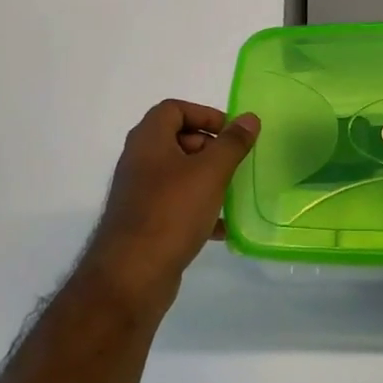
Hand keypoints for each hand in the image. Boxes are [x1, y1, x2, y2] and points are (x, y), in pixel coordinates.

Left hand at [77, 101, 259, 306]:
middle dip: (210, 149)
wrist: (133, 273)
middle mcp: (140, 161)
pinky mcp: (146, 222)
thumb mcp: (210, 172)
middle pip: (177, 140)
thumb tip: (249, 118)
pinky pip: (177, 205)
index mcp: (148, 140)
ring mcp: (141, 193)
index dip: (205, 114)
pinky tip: (222, 228)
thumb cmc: (172, 212)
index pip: (174, 109)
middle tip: (236, 164)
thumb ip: (232, 143)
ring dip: (208, 180)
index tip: (233, 133)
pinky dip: (200, 209)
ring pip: (180, 176)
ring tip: (233, 193)